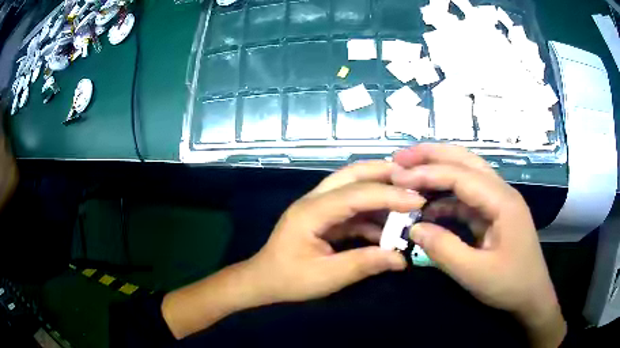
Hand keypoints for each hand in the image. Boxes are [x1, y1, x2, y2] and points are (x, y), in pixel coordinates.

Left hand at [163, 161, 424, 338]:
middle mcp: (315, 200)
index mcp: (311, 212)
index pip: (356, 194)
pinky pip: (352, 208)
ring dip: (380, 191)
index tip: (418, 201)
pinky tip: (388, 228)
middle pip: (352, 174)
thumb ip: (364, 264)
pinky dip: (372, 213)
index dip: (389, 195)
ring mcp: (319, 207)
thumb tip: (401, 259)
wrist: (263, 281)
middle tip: (413, 180)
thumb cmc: (289, 279)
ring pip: (353, 186)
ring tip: (407, 201)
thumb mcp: (327, 277)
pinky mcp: (324, 217)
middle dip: (383, 173)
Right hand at [391, 144, 565, 347]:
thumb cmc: (509, 284)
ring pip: (466, 174)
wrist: (531, 296)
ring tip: (409, 172)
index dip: (428, 173)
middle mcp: (501, 192)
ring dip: (438, 170)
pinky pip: (466, 197)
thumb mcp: (475, 273)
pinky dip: (445, 197)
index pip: (461, 176)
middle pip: (465, 161)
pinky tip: (428, 206)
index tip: (398, 176)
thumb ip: (444, 249)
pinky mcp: (493, 214)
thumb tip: (414, 227)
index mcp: (502, 201)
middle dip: (432, 155)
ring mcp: (498, 202)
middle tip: (400, 157)